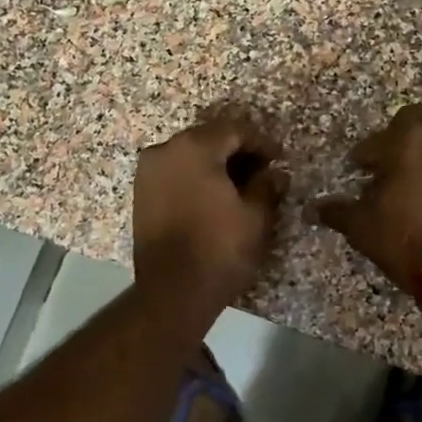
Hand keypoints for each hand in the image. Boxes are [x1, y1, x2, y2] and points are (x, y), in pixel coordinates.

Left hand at [133, 115, 288, 306]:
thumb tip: (275, 174)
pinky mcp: (141, 194)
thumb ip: (267, 186)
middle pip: (209, 138)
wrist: (173, 291)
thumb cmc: (219, 248)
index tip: (280, 158)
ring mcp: (148, 172)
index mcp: (195, 148)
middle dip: (238, 151)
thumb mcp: (255, 216)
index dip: (262, 142)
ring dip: (216, 164)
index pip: (235, 130)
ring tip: (241, 185)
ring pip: (190, 155)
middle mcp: (165, 150)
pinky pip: (175, 173)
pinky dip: (196, 177)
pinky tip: (215, 196)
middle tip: (263, 170)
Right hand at [312, 106, 421, 293]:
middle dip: (398, 140)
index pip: (376, 140)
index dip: (362, 157)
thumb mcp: (364, 227)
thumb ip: (338, 211)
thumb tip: (311, 209)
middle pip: (415, 122)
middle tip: (386, 169)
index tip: (357, 172)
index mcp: (409, 138)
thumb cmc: (410, 239)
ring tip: (413, 185)